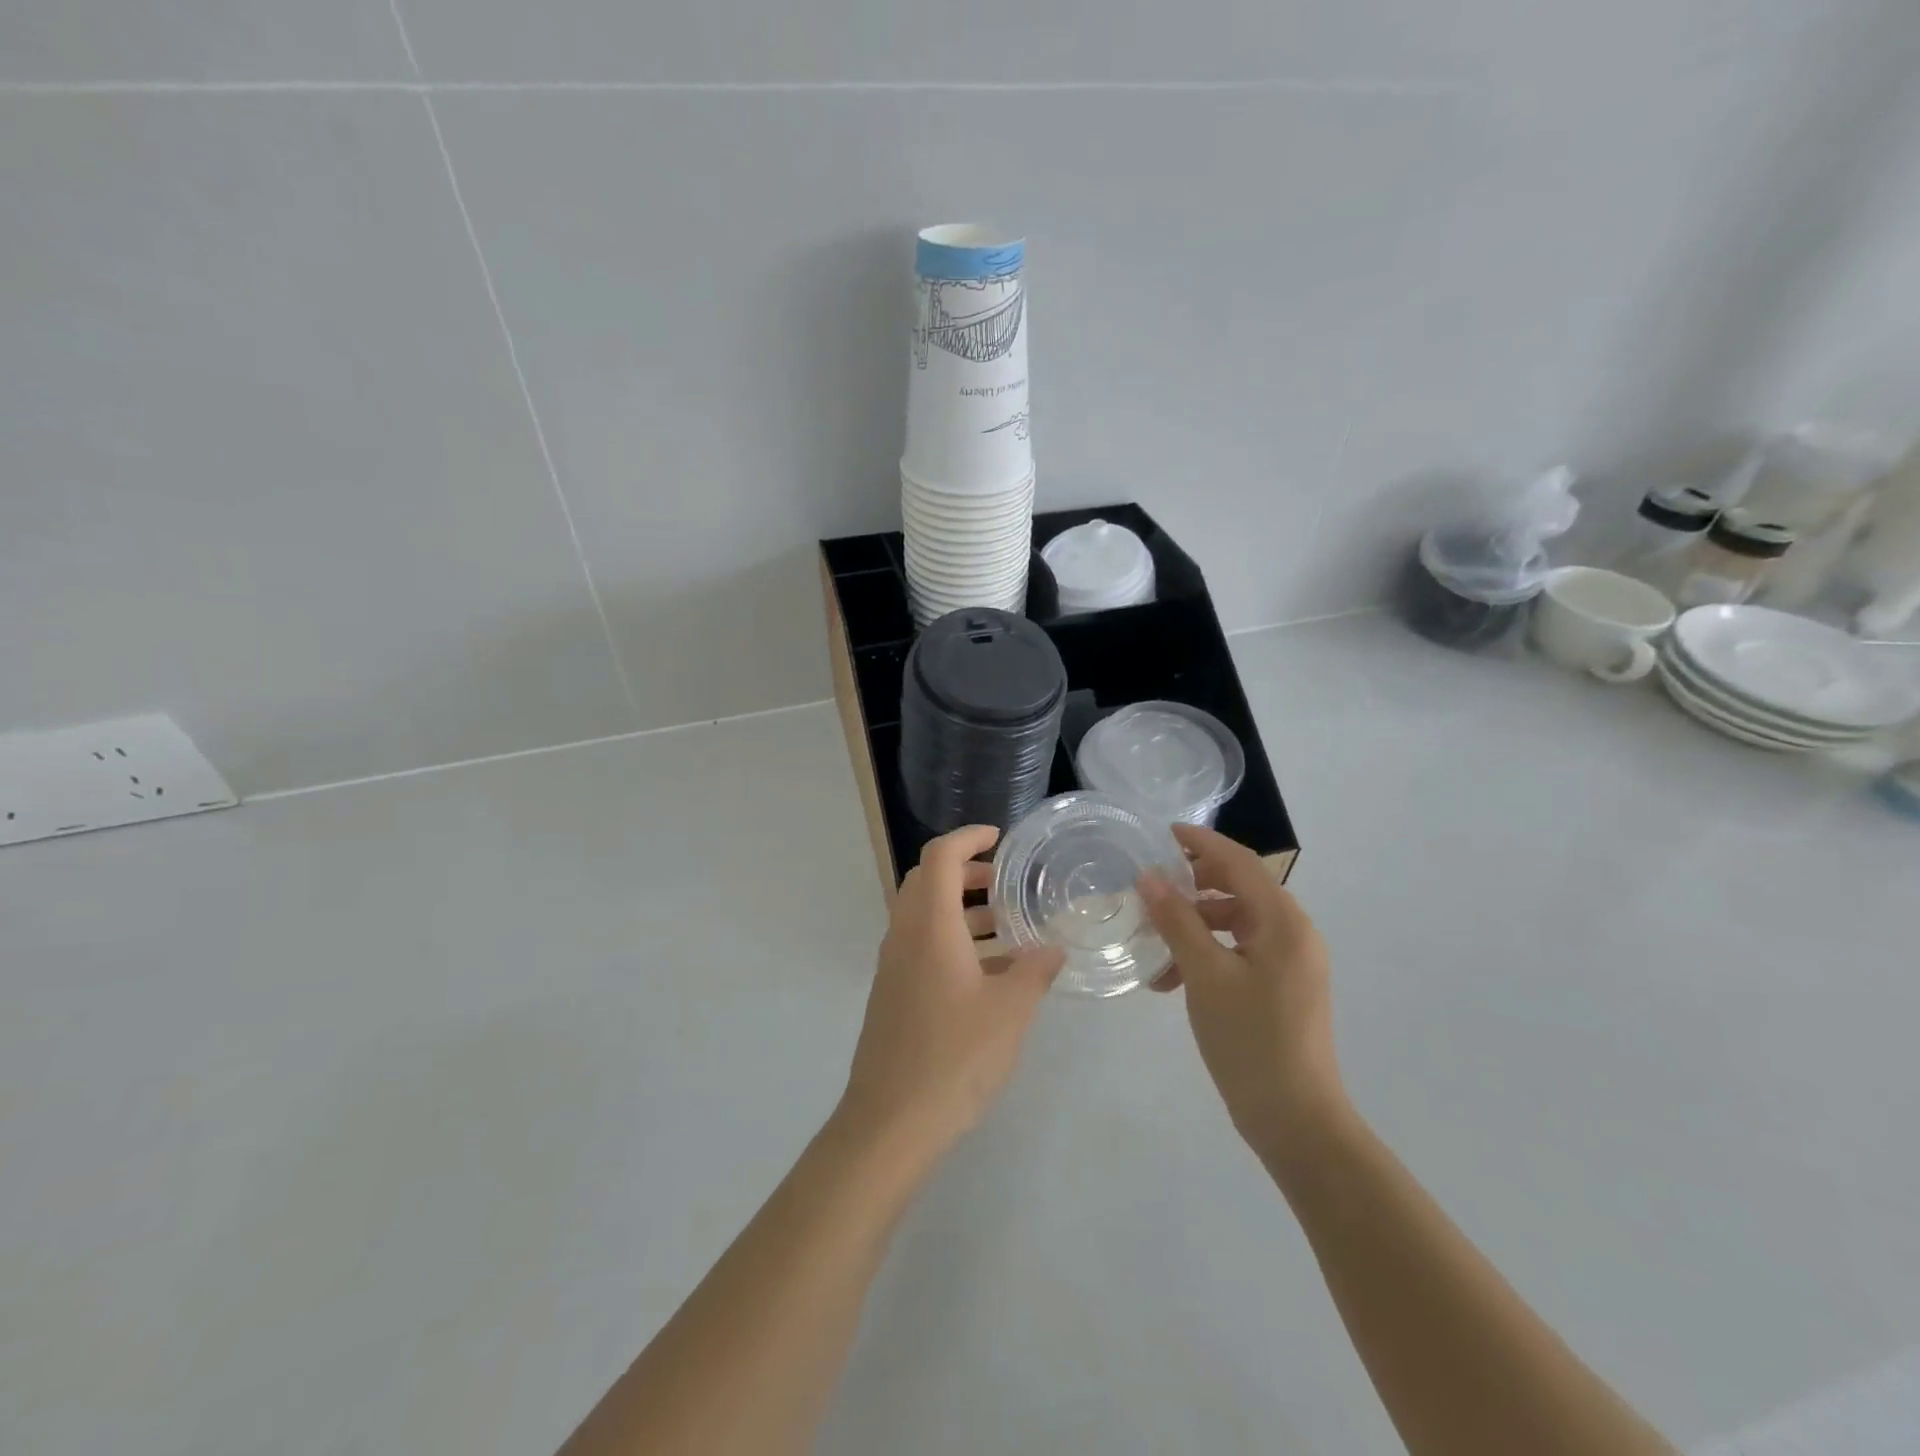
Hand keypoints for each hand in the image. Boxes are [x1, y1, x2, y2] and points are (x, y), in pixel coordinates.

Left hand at [839, 825, 1063, 1158]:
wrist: (890, 1123)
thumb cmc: (954, 1057)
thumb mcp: (1009, 1012)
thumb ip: (1034, 971)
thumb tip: (1053, 948)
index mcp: (929, 926)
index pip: (940, 857)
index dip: (968, 838)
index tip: (999, 838)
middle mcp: (904, 936)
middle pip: (927, 881)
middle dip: (966, 873)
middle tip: (1007, 884)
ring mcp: (893, 966)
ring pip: (924, 916)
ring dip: (961, 910)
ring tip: (1008, 929)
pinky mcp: (892, 994)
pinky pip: (921, 947)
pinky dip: (952, 941)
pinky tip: (989, 975)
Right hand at [1139, 824, 1347, 1164]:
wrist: (1296, 1120)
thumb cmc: (1250, 1040)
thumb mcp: (1205, 975)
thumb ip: (1177, 921)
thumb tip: (1150, 878)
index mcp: (1284, 923)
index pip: (1241, 863)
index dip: (1202, 843)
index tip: (1165, 832)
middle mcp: (1294, 934)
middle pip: (1240, 890)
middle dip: (1194, 887)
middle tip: (1153, 888)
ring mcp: (1291, 963)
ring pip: (1236, 924)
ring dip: (1195, 927)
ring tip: (1155, 947)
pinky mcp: (1283, 988)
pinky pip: (1241, 952)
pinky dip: (1208, 954)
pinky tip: (1173, 979)